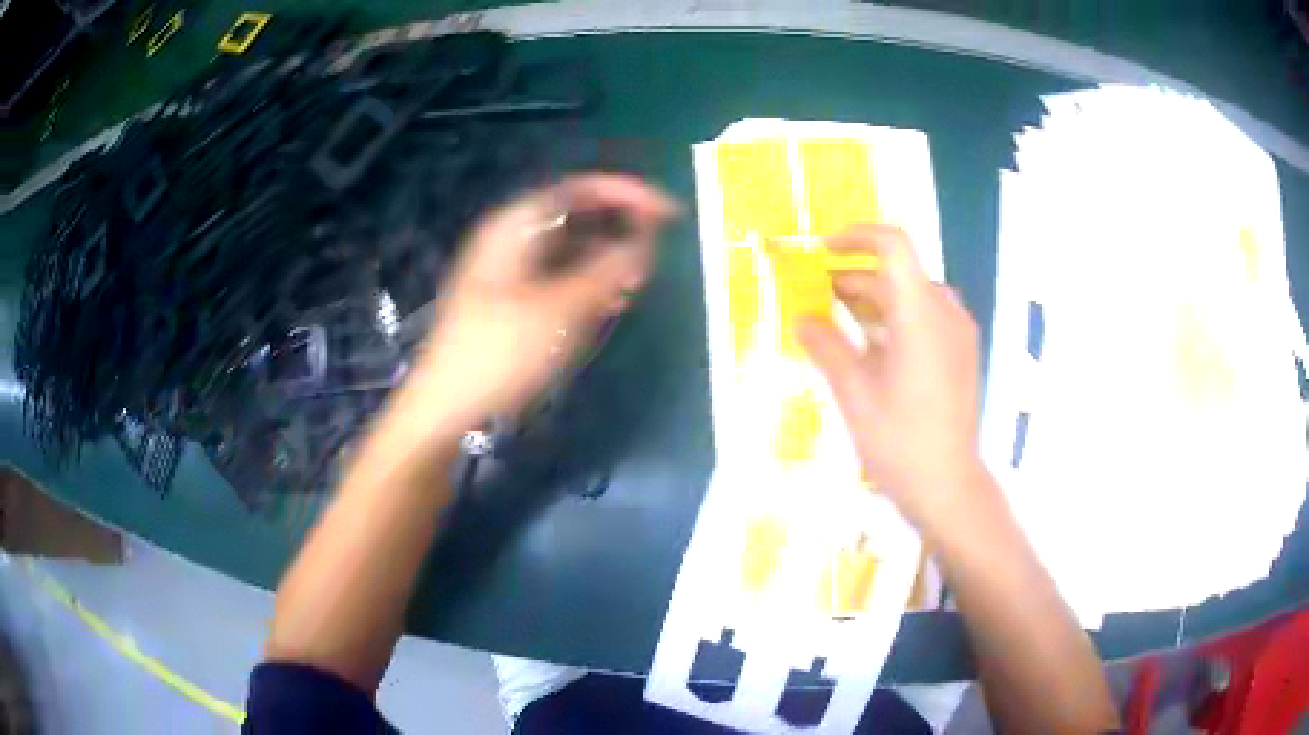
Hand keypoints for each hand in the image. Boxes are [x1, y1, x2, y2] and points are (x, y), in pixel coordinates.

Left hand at [410, 174, 678, 429]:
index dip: (627, 194)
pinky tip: (608, 306)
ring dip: (605, 261)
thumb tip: (644, 241)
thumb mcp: (562, 308)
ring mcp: (506, 272)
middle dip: (618, 229)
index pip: (579, 190)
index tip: (667, 213)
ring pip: (567, 251)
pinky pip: (557, 279)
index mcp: (514, 227)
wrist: (446, 407)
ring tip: (636, 285)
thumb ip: (608, 269)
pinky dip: (586, 285)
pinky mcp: (509, 303)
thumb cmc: (502, 351)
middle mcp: (509, 240)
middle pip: (574, 217)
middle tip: (653, 254)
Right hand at [797, 224, 982, 527]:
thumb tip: (802, 318)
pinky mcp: (961, 354)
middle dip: (856, 277)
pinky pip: (926, 319)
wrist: (948, 487)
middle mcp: (945, 313)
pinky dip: (896, 320)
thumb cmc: (899, 442)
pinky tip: (872, 350)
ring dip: (874, 300)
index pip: (893, 245)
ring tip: (839, 324)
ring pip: (912, 297)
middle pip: (899, 274)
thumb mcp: (854, 394)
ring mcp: (958, 334)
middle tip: (817, 298)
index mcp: (920, 314)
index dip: (857, 236)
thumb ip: (826, 347)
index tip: (824, 251)